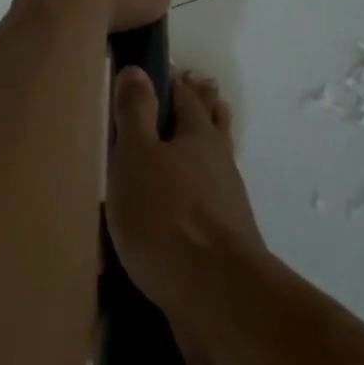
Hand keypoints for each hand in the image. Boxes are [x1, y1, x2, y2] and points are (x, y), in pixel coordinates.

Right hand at [106, 67, 265, 364]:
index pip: (185, 97)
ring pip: (212, 162)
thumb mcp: (137, 156)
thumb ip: (136, 114)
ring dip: (203, 148)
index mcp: (197, 135)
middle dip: (200, 108)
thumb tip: (137, 69)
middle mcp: (218, 161)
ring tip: (189, 143)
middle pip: (209, 125)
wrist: (216, 295)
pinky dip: (199, 191)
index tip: (160, 74)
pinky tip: (187, 203)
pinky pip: (209, 201)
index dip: (172, 83)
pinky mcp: (226, 238)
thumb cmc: (166, 216)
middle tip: (193, 91)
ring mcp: (227, 201)